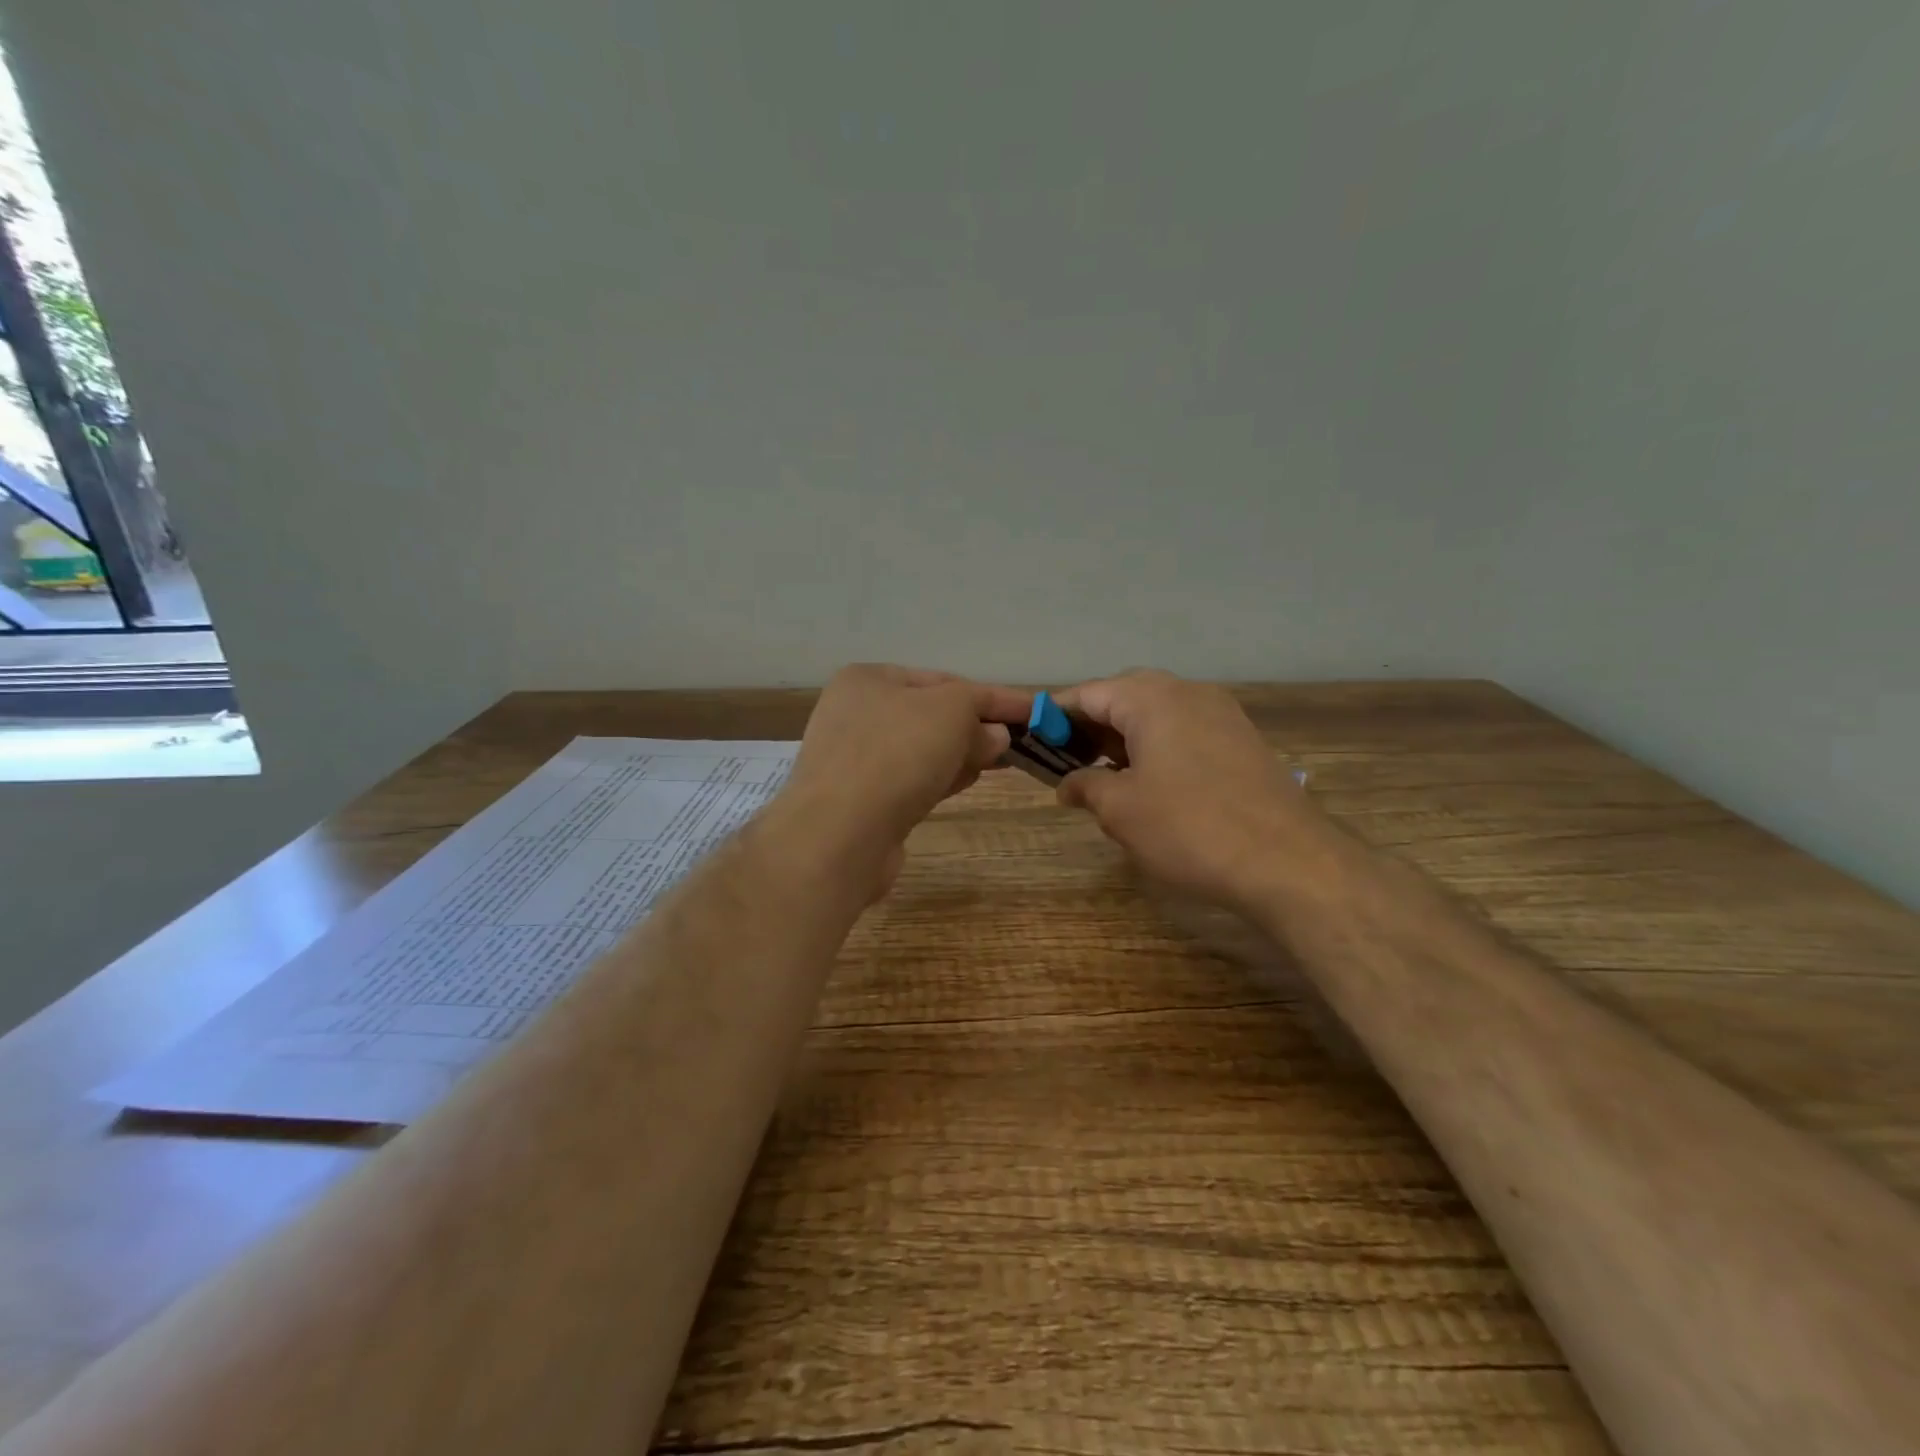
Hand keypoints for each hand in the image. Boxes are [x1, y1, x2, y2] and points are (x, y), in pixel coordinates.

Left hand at [777, 665, 1026, 890]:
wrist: (840, 833)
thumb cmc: (896, 754)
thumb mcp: (950, 711)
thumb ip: (980, 711)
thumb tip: (995, 735)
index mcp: (869, 679)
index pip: (944, 680)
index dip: (994, 696)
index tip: (1035, 711)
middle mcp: (856, 714)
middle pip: (932, 716)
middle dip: (976, 727)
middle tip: (1017, 742)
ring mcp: (855, 759)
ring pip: (923, 750)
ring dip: (960, 754)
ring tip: (998, 763)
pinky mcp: (861, 800)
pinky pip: (911, 781)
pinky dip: (939, 779)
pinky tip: (963, 783)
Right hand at [1055, 670, 1334, 910]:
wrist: (1288, 862)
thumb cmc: (1189, 827)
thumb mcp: (1120, 810)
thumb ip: (1085, 786)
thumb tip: (1068, 784)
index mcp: (1151, 698)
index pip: (1088, 693)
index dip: (1055, 716)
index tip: (1032, 741)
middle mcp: (1187, 693)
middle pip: (1123, 698)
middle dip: (1091, 727)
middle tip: (1066, 762)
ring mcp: (1221, 715)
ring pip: (1156, 715)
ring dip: (1124, 739)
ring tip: (1103, 778)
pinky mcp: (1242, 741)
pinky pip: (1184, 732)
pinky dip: (1157, 750)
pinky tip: (1149, 786)